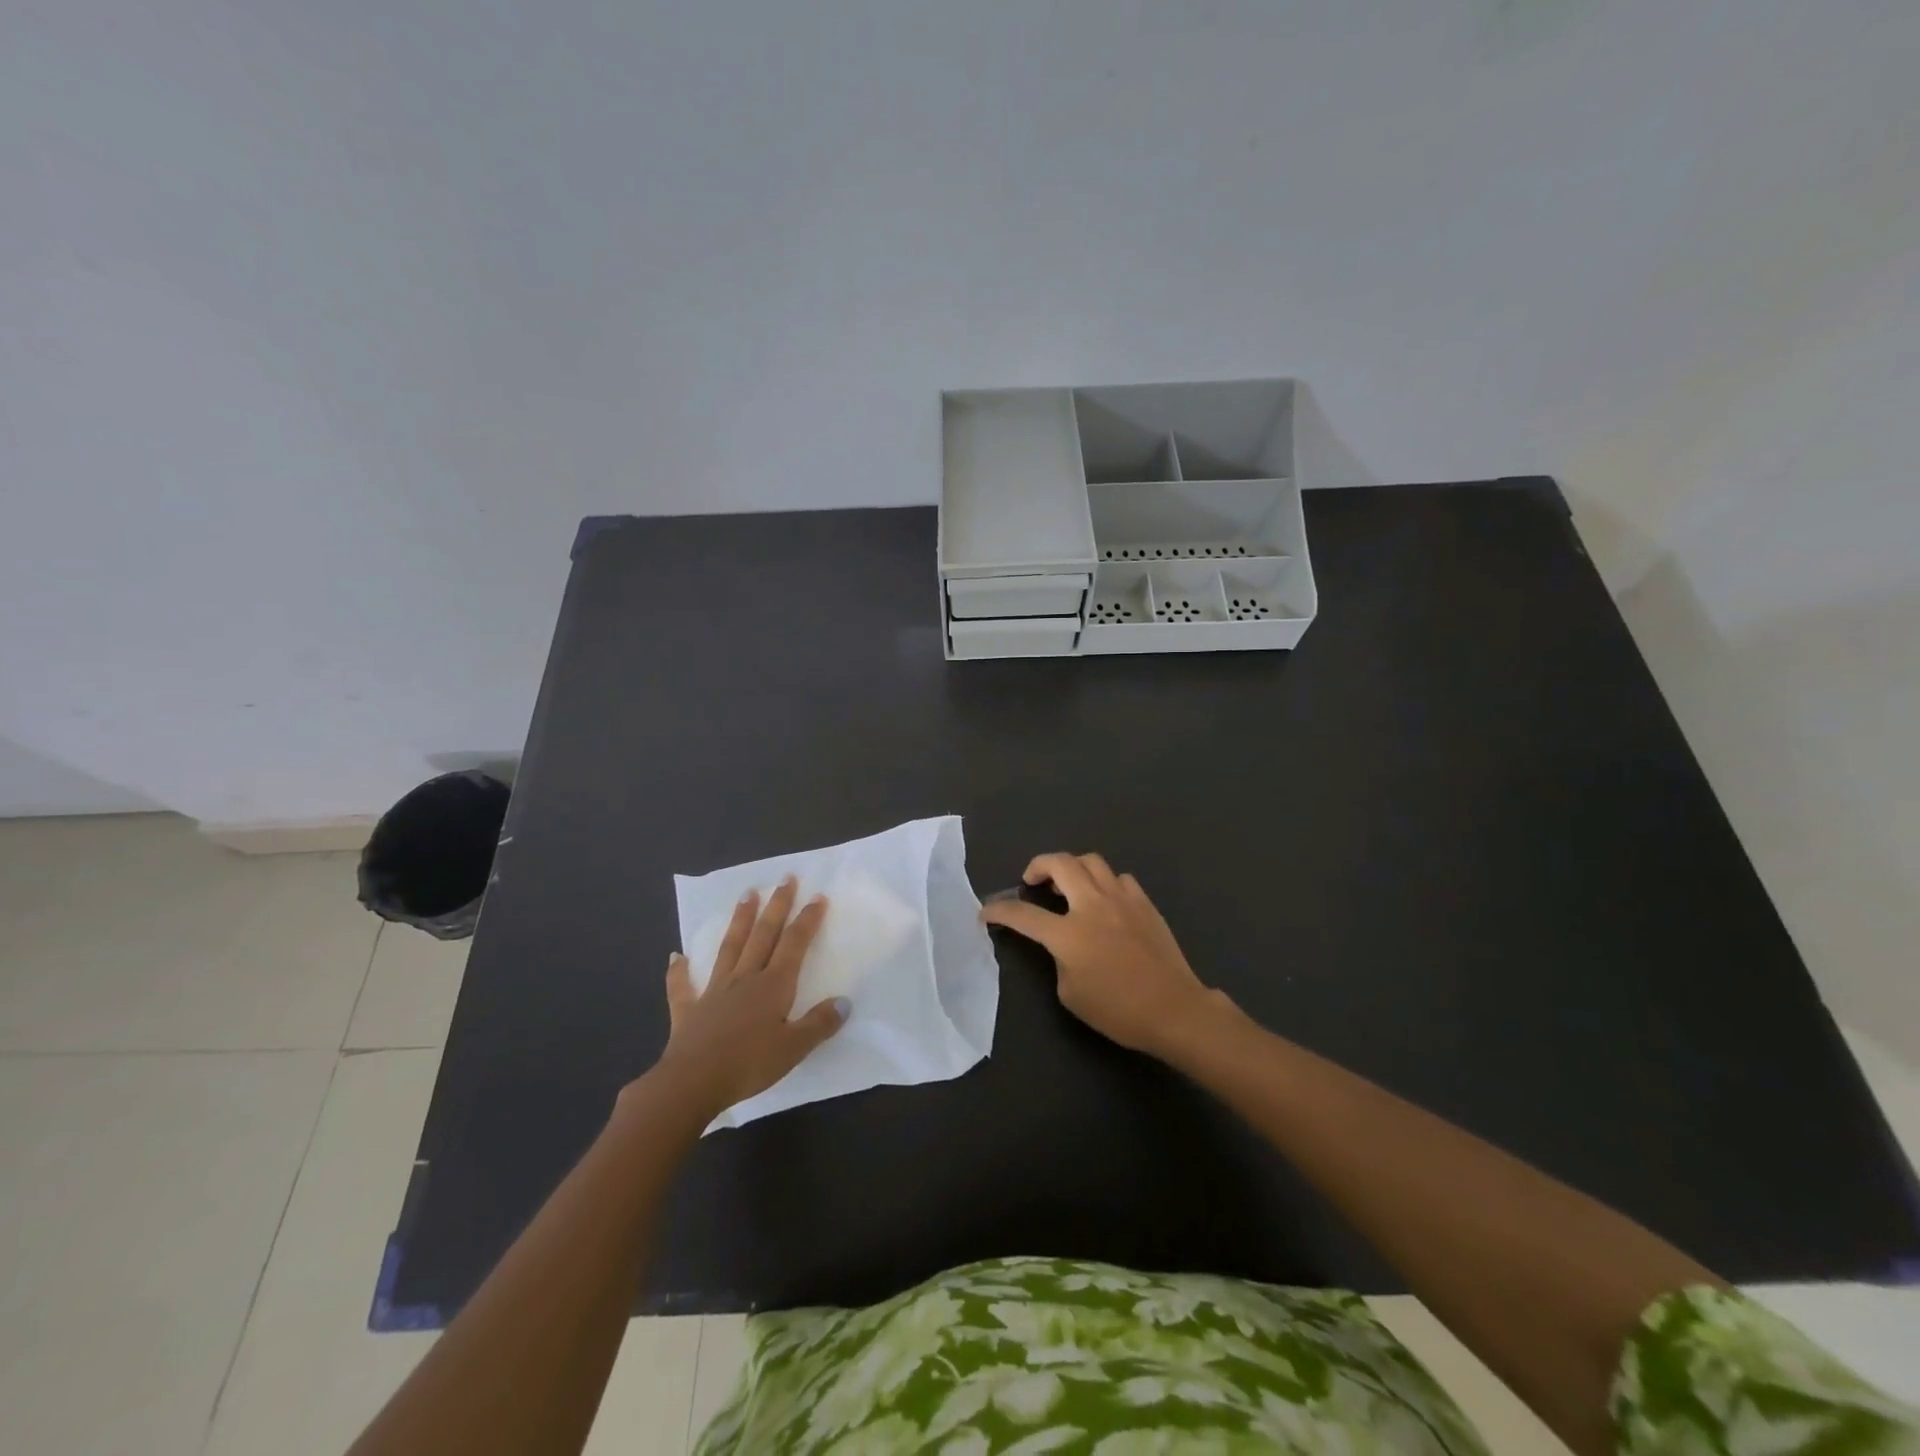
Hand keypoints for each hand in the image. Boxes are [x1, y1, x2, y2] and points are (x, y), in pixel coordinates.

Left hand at [653, 877, 847, 1119]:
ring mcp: (714, 991)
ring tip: (747, 894)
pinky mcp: (689, 1010)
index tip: (817, 896)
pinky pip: (683, 986)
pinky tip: (676, 956)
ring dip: (740, 920)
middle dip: (777, 905)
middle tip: (785, 878)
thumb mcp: (794, 1048)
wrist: (692, 1082)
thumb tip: (844, 1002)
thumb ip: (819, 1024)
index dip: (807, 919)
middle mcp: (745, 978)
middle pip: (763, 935)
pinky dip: (679, 970)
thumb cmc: (749, 1064)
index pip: (794, 944)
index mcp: (773, 986)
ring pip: (730, 948)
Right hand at [979, 852, 1230, 1060]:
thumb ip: (1059, 960)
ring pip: (1091, 861)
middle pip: (1059, 864)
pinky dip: (1104, 882)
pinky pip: (1118, 878)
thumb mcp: (1071, 993)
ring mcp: (1121, 899)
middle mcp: (1092, 905)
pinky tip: (1104, 900)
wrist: (1174, 1009)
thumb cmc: (1118, 1011)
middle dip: (1037, 866)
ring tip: (1068, 886)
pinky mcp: (1144, 903)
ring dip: (1071, 867)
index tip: (987, 912)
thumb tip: (1064, 944)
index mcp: (1068, 934)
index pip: (1023, 914)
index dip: (1000, 911)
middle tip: (1032, 881)